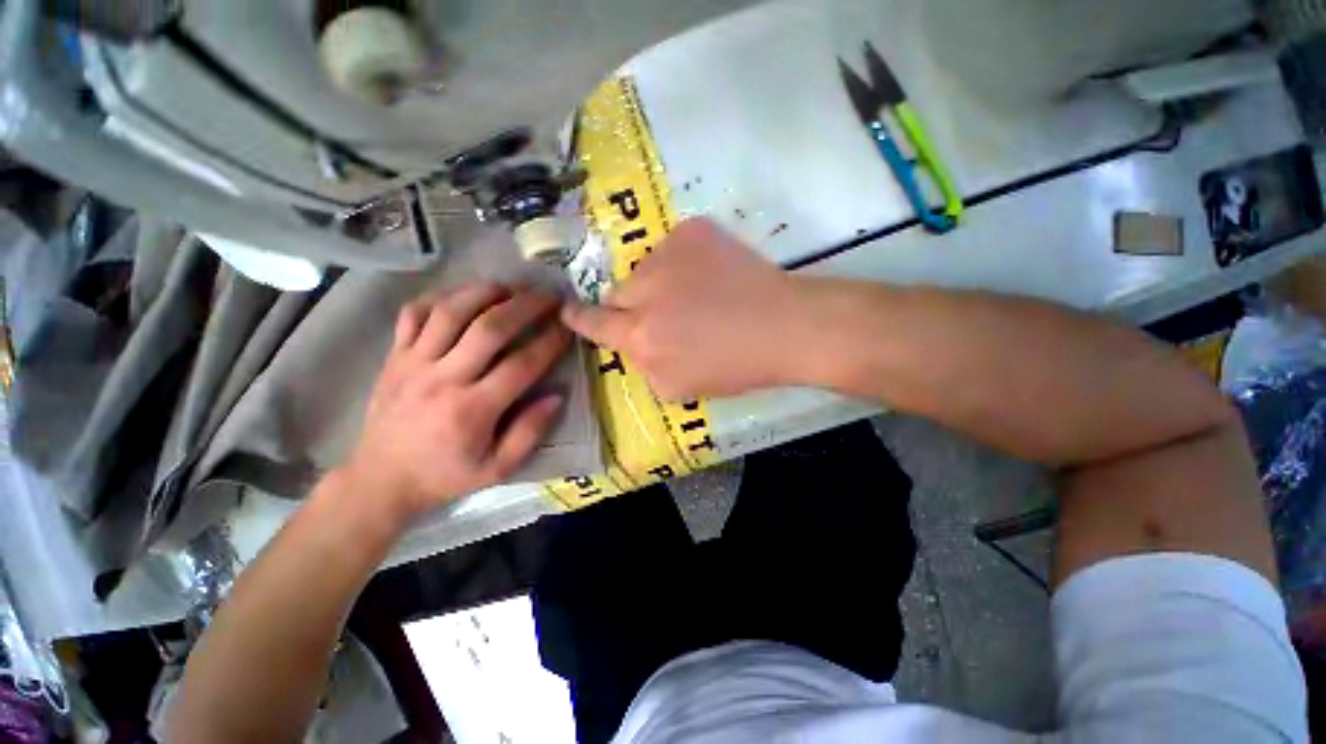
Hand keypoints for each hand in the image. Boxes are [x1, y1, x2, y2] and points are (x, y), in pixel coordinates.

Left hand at [340, 285, 568, 521]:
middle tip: (548, 296)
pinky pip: (414, 314)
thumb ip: (530, 432)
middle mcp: (443, 379)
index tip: (568, 326)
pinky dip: (440, 297)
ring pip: (451, 312)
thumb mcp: (498, 469)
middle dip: (525, 306)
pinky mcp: (394, 356)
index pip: (521, 365)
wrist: (381, 479)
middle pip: (489, 328)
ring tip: (511, 287)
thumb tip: (557, 396)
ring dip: (485, 292)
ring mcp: (413, 363)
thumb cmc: (445, 475)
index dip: (550, 342)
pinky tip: (463, 295)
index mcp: (472, 410)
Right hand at [561, 218, 808, 398]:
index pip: (593, 323)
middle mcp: (645, 291)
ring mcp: (668, 254)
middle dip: (630, 306)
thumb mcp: (678, 387)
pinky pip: (671, 248)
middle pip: (616, 293)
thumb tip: (634, 344)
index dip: (578, 318)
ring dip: (657, 283)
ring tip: (696, 295)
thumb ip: (643, 365)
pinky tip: (710, 275)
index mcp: (641, 337)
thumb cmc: (734, 367)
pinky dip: (682, 262)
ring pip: (644, 269)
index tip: (567, 311)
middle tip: (663, 314)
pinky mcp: (691, 231)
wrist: (784, 326)